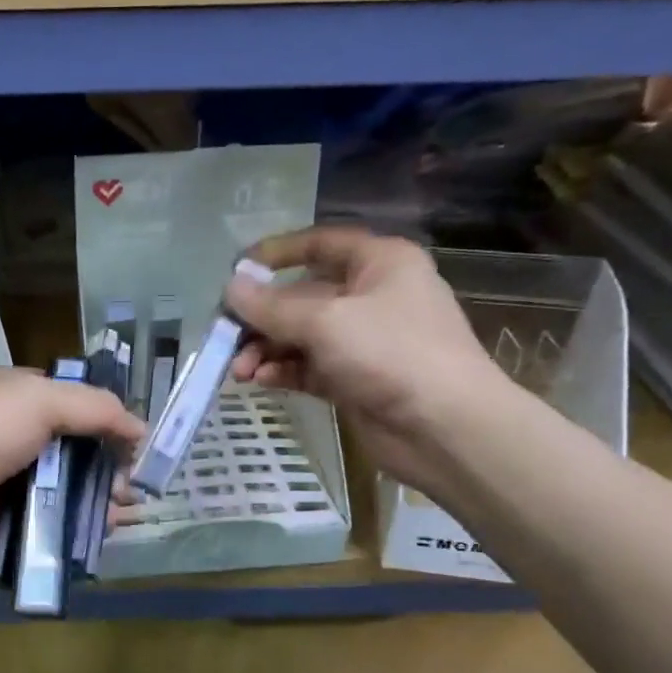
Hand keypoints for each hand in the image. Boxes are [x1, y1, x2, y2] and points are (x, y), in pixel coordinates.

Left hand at [0, 367, 144, 578]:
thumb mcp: (40, 399)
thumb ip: (96, 408)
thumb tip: (141, 428)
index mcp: (19, 399)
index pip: (74, 402)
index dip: (107, 416)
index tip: (137, 436)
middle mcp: (20, 439)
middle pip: (81, 448)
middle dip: (113, 461)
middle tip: (134, 477)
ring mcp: (20, 484)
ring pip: (77, 487)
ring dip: (107, 494)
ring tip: (126, 502)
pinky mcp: (22, 525)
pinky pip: (65, 522)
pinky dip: (90, 523)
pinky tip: (111, 524)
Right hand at [225, 227, 510, 487]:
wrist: (445, 428)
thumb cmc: (391, 354)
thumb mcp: (325, 321)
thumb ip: (272, 306)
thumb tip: (230, 288)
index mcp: (380, 263)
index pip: (320, 244)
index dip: (277, 253)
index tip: (237, 271)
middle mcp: (372, 296)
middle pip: (303, 296)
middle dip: (262, 317)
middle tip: (225, 336)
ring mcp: (364, 341)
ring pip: (301, 336)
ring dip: (266, 350)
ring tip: (238, 370)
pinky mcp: (355, 380)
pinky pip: (309, 367)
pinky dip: (284, 372)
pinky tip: (261, 382)